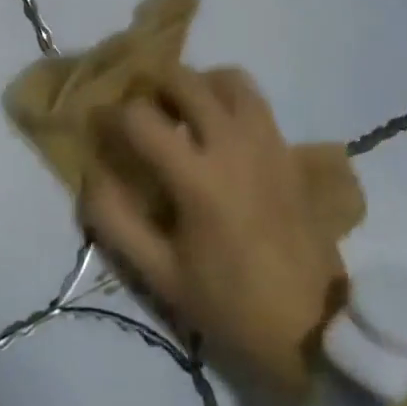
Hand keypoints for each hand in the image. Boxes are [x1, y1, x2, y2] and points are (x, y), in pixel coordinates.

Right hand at [81, 65, 348, 396]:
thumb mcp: (161, 275)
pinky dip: (229, 99)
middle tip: (140, 110)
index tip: (99, 125)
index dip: (110, 114)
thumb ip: (117, 222)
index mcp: (198, 178)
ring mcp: (267, 142)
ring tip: (182, 110)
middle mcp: (233, 145)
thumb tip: (90, 176)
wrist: (315, 328)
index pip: (141, 118)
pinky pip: (255, 100)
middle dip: (152, 85)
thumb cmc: (231, 304)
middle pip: (185, 79)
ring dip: (197, 83)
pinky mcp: (288, 150)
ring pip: (228, 78)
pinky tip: (218, 129)